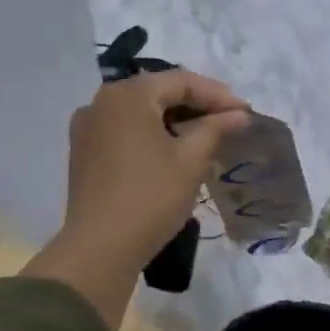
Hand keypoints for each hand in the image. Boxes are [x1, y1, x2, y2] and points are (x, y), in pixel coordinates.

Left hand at [23, 70, 250, 330]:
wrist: (100, 249)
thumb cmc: (151, 197)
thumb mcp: (191, 160)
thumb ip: (216, 128)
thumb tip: (239, 114)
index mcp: (127, 95)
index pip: (180, 81)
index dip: (217, 95)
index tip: (245, 112)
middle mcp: (101, 102)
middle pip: (158, 93)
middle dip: (196, 106)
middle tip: (230, 122)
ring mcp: (87, 128)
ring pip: (141, 113)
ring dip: (175, 121)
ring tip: (207, 137)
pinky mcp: (84, 153)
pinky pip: (125, 131)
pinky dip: (153, 135)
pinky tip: (174, 152)